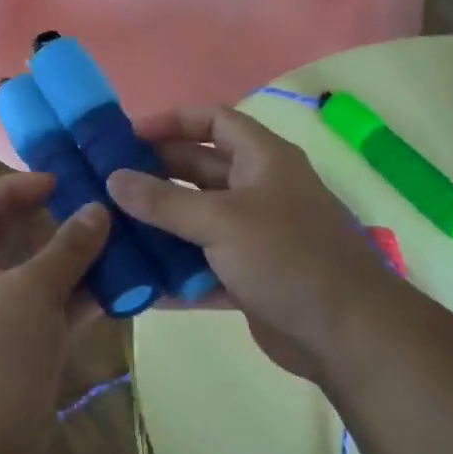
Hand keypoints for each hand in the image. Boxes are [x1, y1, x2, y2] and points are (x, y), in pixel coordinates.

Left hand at [0, 174, 107, 435]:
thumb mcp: (32, 290)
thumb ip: (67, 247)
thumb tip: (97, 210)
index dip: (13, 187)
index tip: (58, 183)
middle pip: (4, 237)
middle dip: (47, 220)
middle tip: (89, 206)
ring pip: (32, 274)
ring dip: (70, 259)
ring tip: (114, 241)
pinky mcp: (16, 348)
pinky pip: (47, 309)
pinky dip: (77, 297)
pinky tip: (118, 287)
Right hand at [107, 106, 394, 383]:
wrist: (346, 333)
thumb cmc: (287, 257)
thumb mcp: (220, 221)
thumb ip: (164, 201)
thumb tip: (113, 179)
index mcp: (263, 160)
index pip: (213, 121)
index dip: (171, 122)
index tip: (126, 137)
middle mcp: (259, 190)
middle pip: (198, 170)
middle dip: (155, 175)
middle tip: (106, 185)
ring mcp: (255, 236)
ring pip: (197, 220)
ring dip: (159, 225)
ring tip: (111, 230)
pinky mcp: (249, 276)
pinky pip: (202, 265)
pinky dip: (175, 271)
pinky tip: (137, 280)